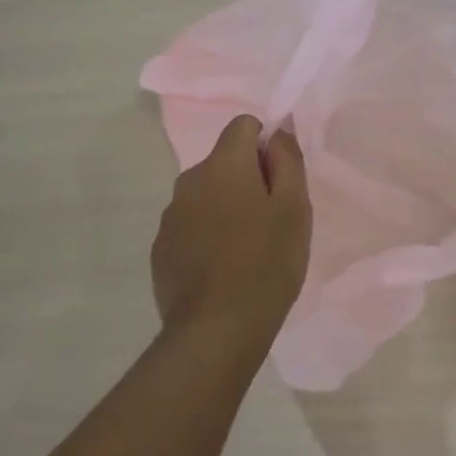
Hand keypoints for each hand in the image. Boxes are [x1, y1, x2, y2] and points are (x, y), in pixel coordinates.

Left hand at [150, 115, 311, 348]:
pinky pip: (191, 225)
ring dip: (227, 207)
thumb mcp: (294, 207)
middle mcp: (189, 181)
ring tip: (249, 249)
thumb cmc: (266, 262)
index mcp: (223, 165)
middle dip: (249, 179)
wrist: (216, 331)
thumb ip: (288, 159)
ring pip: (207, 195)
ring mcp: (170, 217)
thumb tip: (279, 129)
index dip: (267, 144)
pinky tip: (224, 269)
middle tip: (272, 221)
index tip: (281, 181)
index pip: (243, 125)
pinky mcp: (161, 249)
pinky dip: (208, 235)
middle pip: (225, 161)